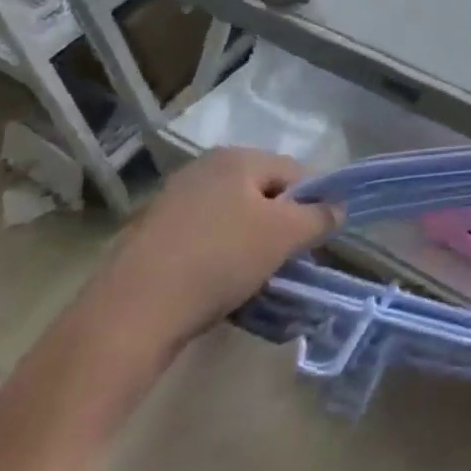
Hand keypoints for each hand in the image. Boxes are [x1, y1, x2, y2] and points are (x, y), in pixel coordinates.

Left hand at [91, 147, 341, 362]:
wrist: (131, 313)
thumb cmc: (218, 260)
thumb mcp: (284, 236)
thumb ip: (319, 217)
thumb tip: (338, 207)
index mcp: (237, 157)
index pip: (295, 171)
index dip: (315, 203)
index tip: (319, 240)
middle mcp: (203, 168)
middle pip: (263, 193)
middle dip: (281, 225)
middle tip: (289, 261)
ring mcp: (173, 200)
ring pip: (233, 218)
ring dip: (251, 243)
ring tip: (255, 279)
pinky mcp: (151, 235)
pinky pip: (204, 238)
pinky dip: (219, 257)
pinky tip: (219, 287)